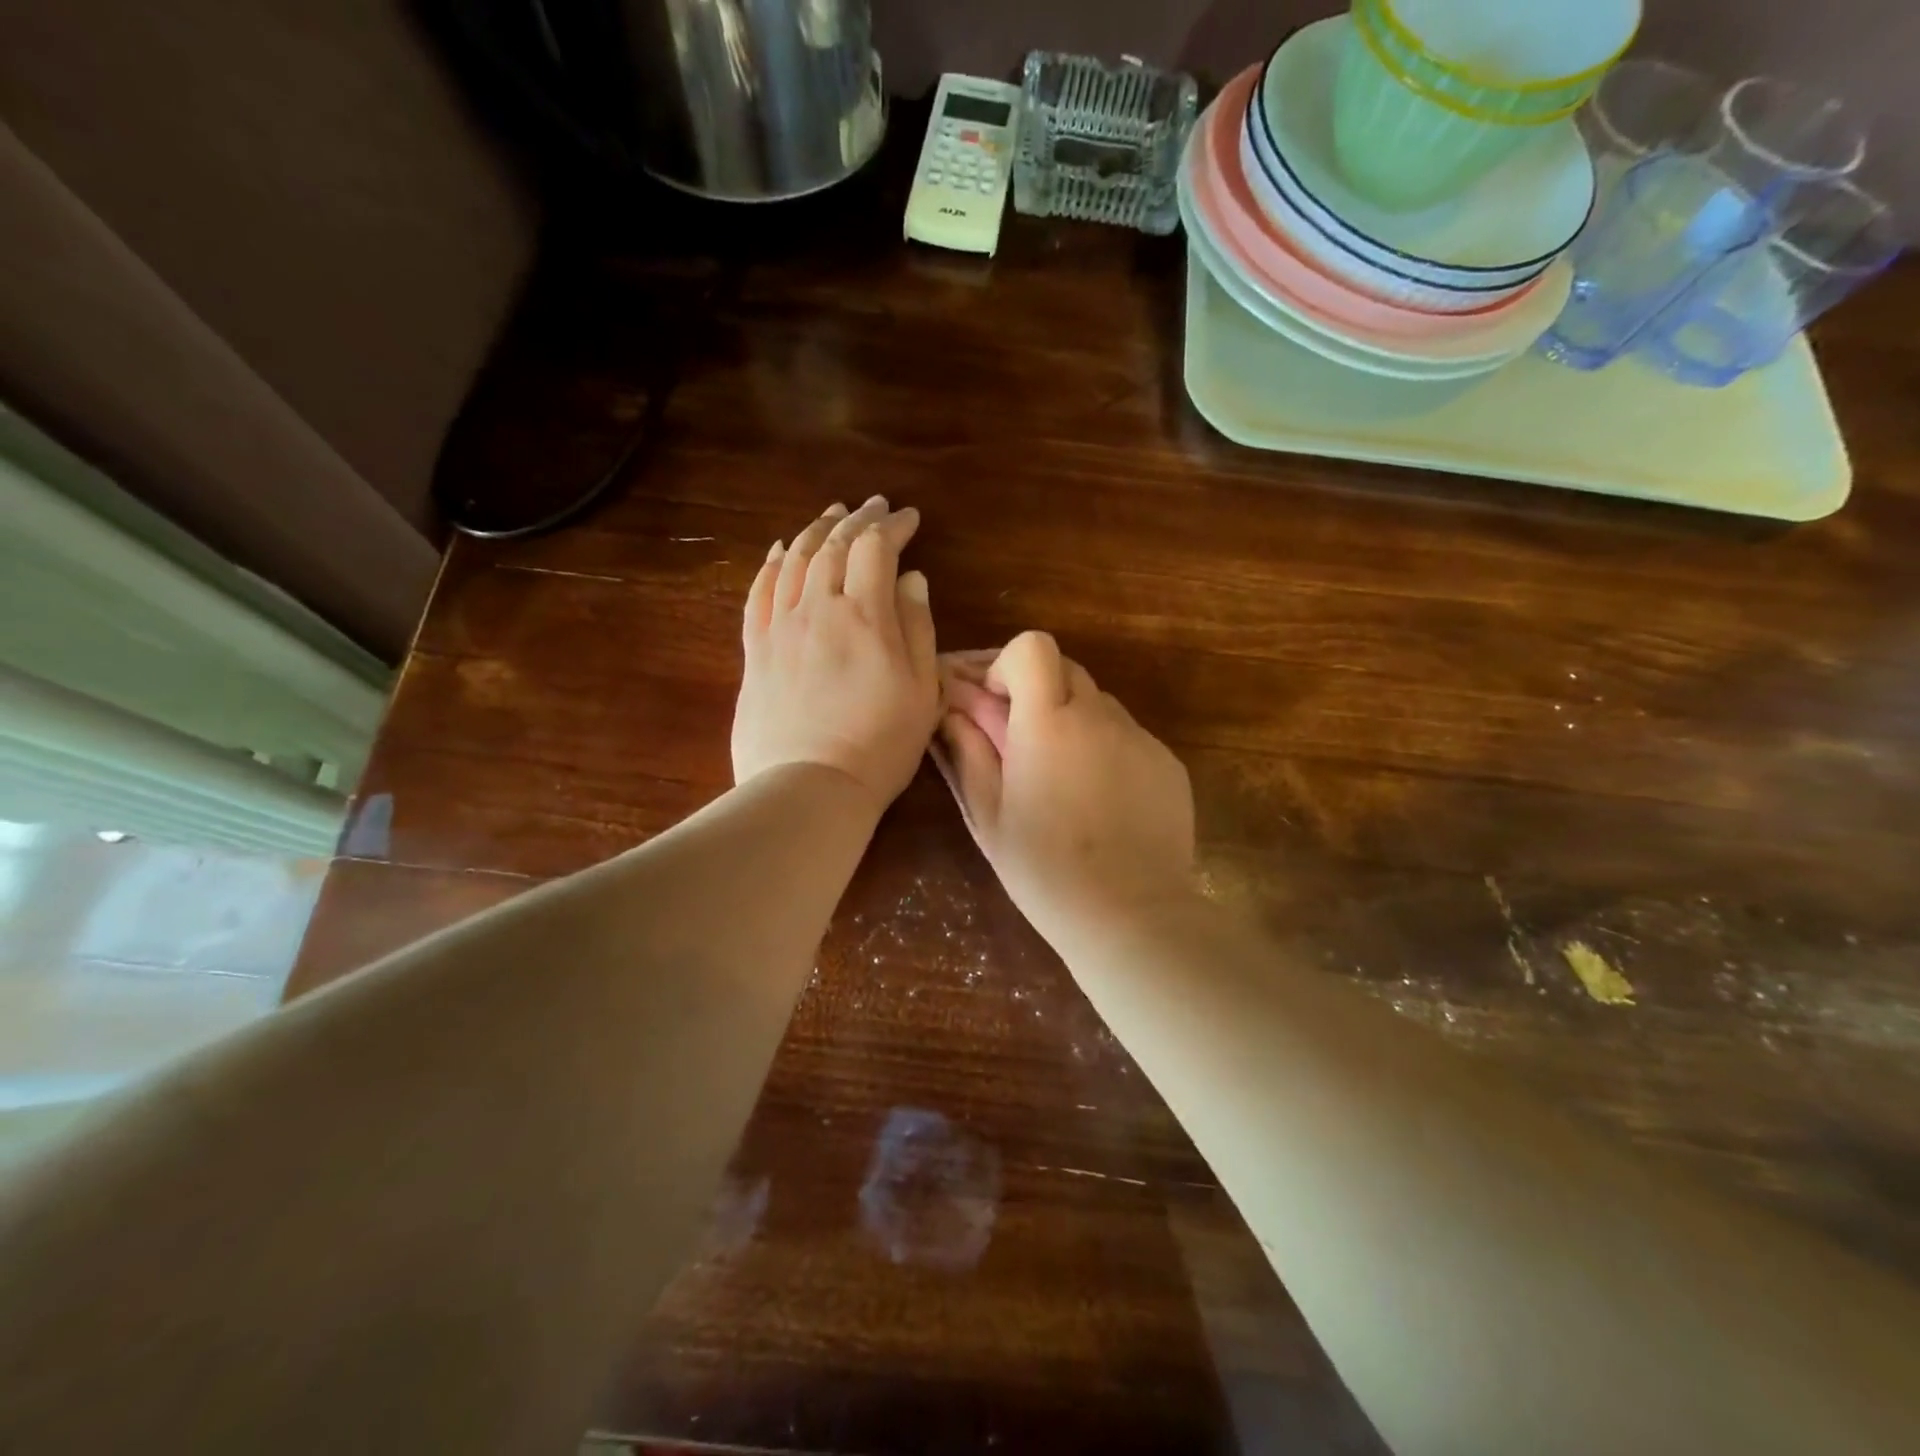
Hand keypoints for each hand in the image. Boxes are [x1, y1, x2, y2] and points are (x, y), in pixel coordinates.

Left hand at [732, 498, 939, 815]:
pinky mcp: (754, 650)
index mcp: (864, 615)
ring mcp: (779, 627)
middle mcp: (817, 608)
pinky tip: (779, 550)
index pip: (875, 548)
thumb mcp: (921, 690)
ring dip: (815, 530)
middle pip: (832, 545)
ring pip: (793, 560)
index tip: (909, 518)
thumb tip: (911, 579)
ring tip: (831, 514)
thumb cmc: (880, 745)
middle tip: (874, 505)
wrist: (809, 788)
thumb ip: (917, 627)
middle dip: (857, 518)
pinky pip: (759, 592)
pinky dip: (771, 563)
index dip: (893, 527)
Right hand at [933, 632, 1195, 947]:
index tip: (996, 703)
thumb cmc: (1045, 871)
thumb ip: (969, 752)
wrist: (1131, 916)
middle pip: (1066, 668)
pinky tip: (1100, 799)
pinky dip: (1105, 748)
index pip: (1032, 647)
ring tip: (1062, 777)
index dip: (1007, 664)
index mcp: (1049, 723)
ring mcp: (1140, 738)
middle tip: (1020, 740)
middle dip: (1036, 691)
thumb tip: (952, 712)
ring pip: (1098, 702)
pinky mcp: (1168, 762)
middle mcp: (1100, 716)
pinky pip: (1128, 735)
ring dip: (1072, 720)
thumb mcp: (990, 816)